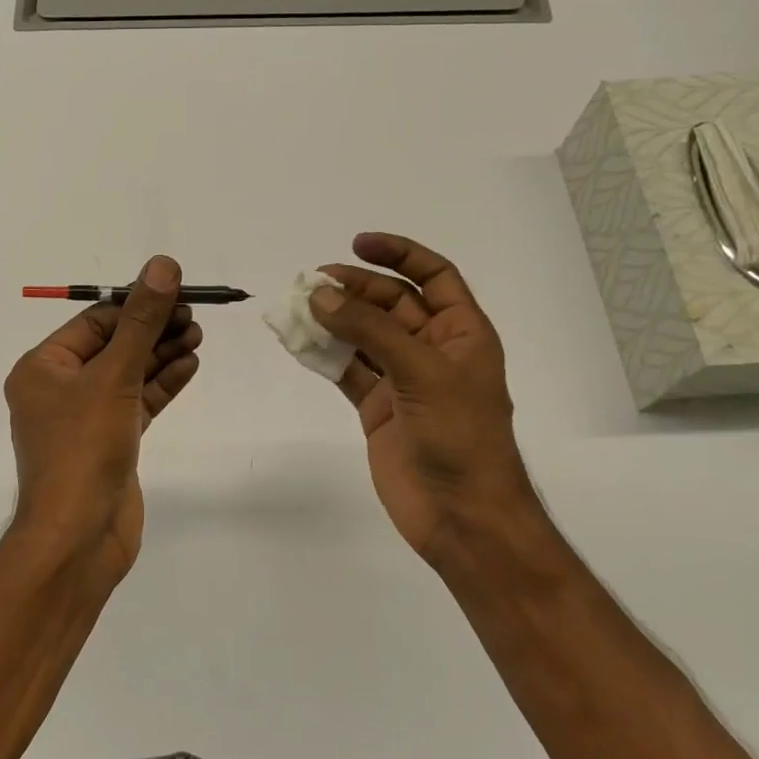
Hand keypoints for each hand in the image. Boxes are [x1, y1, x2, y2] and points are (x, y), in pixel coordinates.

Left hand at [3, 255, 201, 586]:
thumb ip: (141, 322)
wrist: (79, 536)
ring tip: (198, 334)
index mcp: (43, 368)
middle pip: (113, 346)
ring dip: (161, 354)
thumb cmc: (83, 448)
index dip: (136, 304)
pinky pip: (137, 403)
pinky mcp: (111, 443)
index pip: (94, 322)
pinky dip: (162, 385)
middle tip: (194, 314)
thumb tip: (163, 265)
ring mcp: (86, 419)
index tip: (177, 291)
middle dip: (153, 329)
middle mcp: (59, 390)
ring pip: (128, 375)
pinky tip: (190, 365)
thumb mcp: (113, 376)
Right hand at [311, 233, 540, 564]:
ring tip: (296, 308)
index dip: (399, 254)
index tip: (357, 243)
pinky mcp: (377, 408)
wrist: (461, 515)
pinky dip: (323, 356)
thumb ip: (371, 331)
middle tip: (312, 284)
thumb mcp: (422, 373)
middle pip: (390, 304)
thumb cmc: (460, 436)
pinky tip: (298, 343)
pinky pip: (346, 370)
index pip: (433, 276)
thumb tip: (320, 296)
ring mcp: (402, 380)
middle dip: (354, 289)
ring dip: (332, 321)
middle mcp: (432, 350)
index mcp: (461, 333)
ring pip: (362, 337)